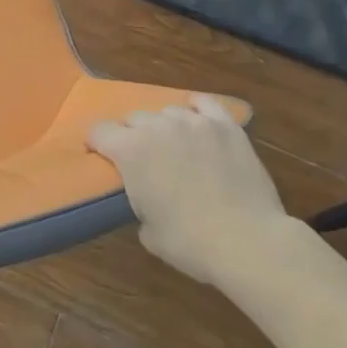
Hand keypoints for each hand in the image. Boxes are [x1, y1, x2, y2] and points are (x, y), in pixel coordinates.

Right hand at [89, 96, 284, 284]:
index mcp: (130, 150)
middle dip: (132, 136)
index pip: (98, 131)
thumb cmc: (190, 242)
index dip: (98, 145)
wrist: (248, 242)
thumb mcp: (147, 230)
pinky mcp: (226, 126)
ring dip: (164, 127)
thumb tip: (148, 196)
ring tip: (176, 148)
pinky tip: (199, 124)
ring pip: (167, 111)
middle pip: (133, 118)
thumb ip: (139, 201)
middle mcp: (157, 127)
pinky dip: (197, 111)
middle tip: (144, 161)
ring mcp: (194, 122)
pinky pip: (204, 104)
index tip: (103, 159)